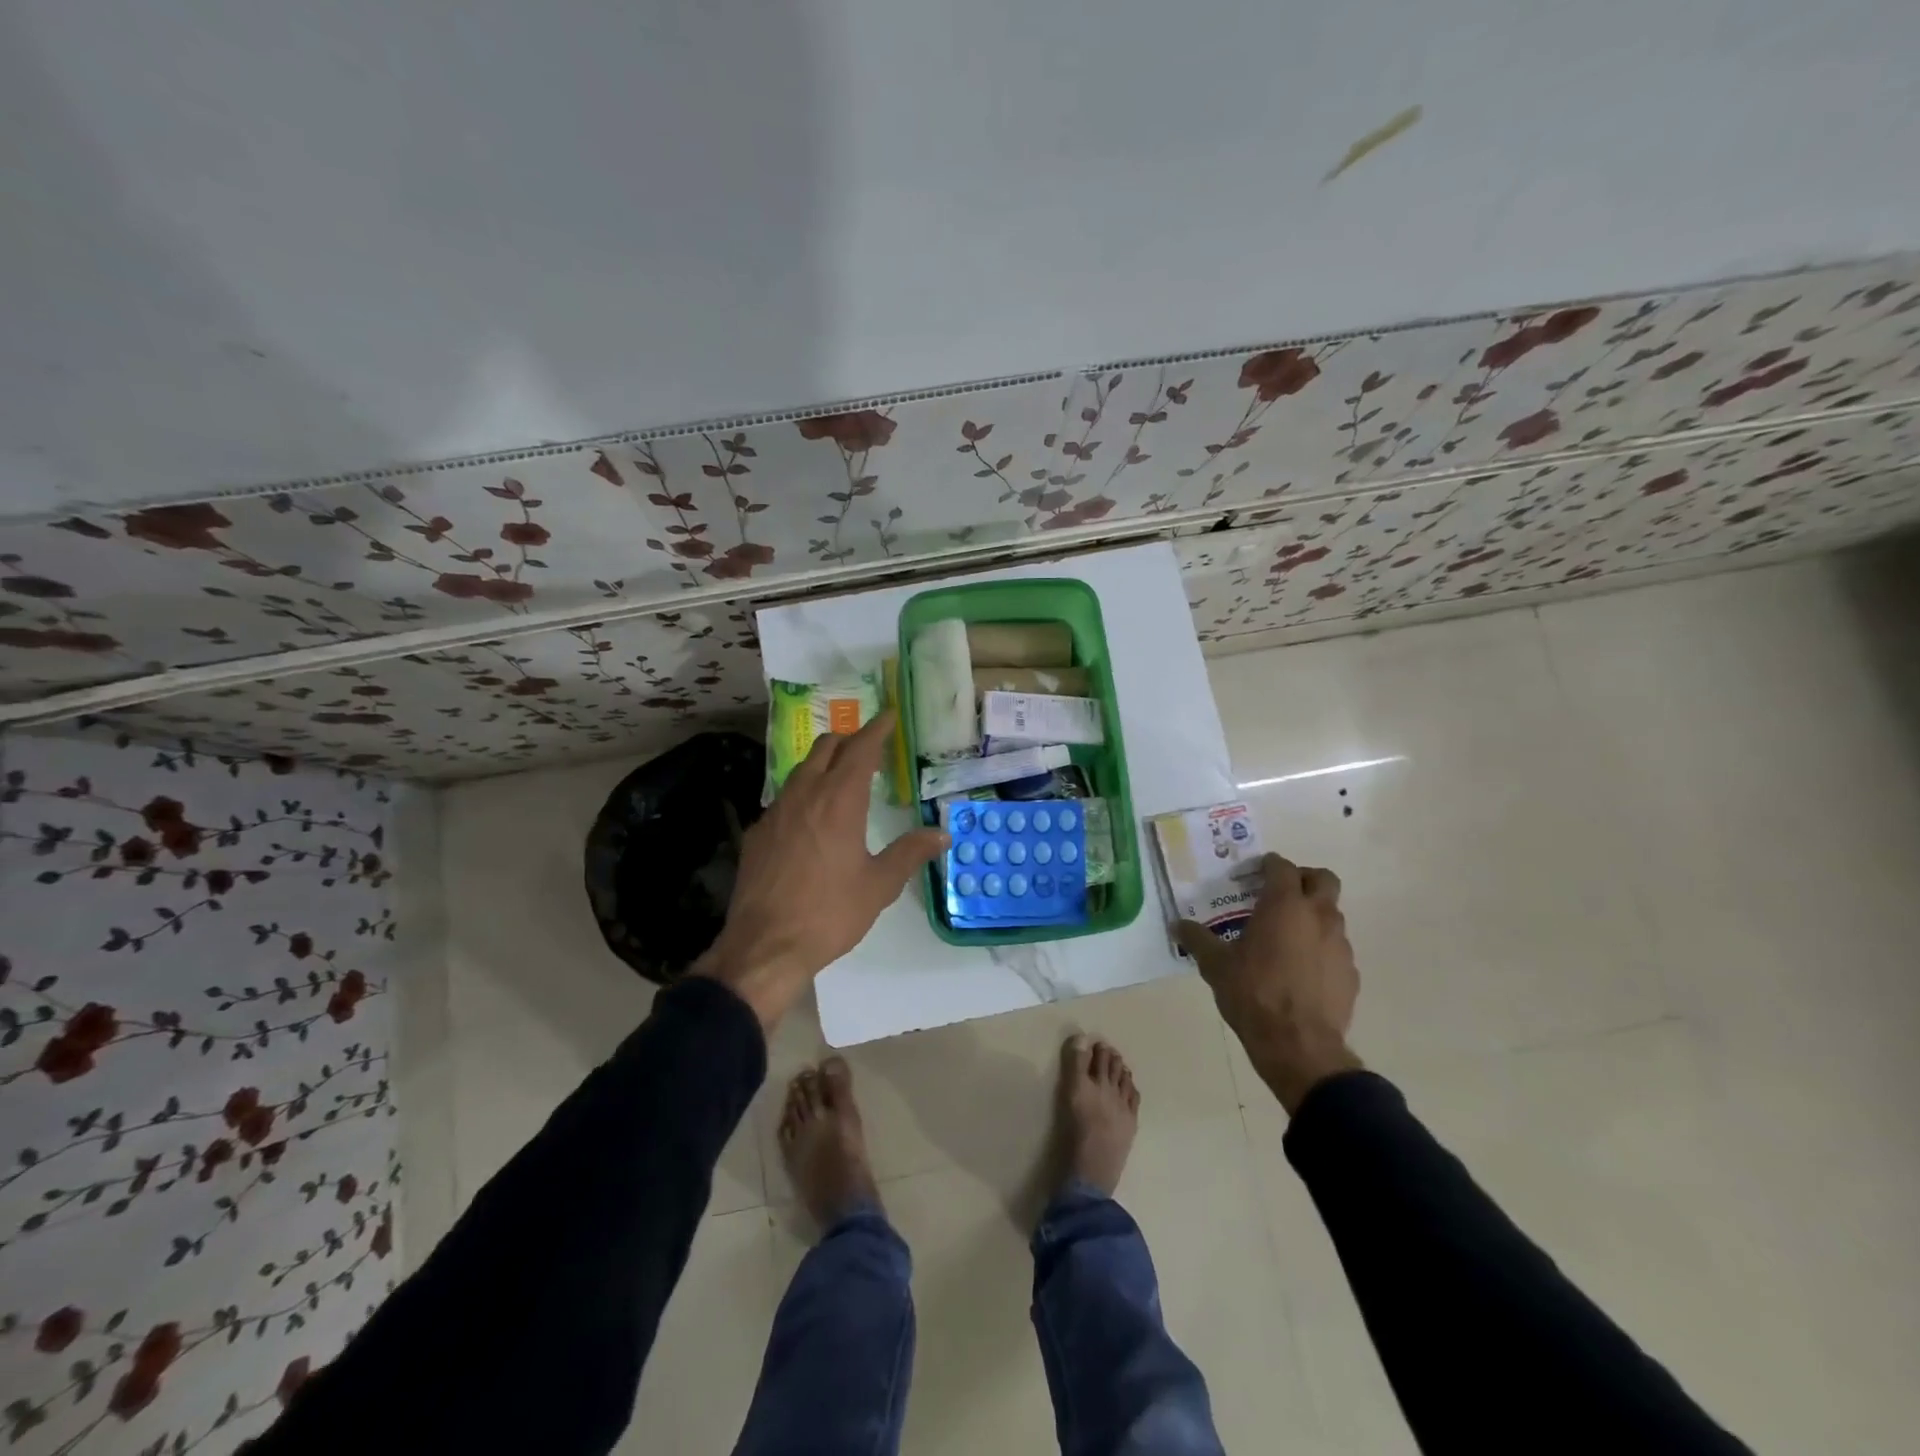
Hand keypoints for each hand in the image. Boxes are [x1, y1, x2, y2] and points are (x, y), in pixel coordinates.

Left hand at [695, 709, 946, 1030]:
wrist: (765, 946)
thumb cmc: (829, 913)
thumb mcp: (878, 885)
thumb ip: (910, 853)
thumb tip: (942, 834)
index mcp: (839, 801)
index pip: (861, 749)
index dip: (877, 729)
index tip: (889, 716)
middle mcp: (805, 794)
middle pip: (826, 747)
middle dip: (849, 740)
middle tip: (869, 748)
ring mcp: (775, 811)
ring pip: (801, 769)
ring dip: (824, 763)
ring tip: (842, 778)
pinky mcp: (757, 832)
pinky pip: (784, 796)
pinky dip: (804, 791)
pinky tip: (811, 818)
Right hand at [1176, 853, 1362, 1113]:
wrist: (1298, 1045)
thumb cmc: (1253, 993)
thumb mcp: (1216, 965)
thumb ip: (1197, 939)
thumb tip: (1176, 925)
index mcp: (1283, 905)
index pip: (1282, 867)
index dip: (1268, 865)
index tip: (1255, 872)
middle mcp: (1317, 916)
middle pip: (1322, 879)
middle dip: (1303, 879)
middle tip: (1280, 893)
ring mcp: (1340, 944)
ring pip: (1332, 914)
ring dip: (1313, 915)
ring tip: (1287, 936)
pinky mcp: (1351, 972)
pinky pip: (1336, 948)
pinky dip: (1321, 948)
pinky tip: (1301, 969)